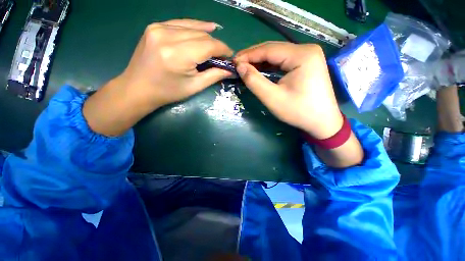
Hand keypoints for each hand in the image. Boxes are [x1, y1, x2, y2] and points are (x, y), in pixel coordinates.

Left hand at [83, 19, 232, 136]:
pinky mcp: (155, 26)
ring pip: (193, 27)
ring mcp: (158, 27)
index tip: (231, 57)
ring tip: (216, 47)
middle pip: (202, 35)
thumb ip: (214, 76)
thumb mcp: (194, 87)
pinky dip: (195, 26)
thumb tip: (230, 70)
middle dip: (216, 45)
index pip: (208, 45)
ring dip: (207, 36)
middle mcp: (167, 35)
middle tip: (222, 56)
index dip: (223, 50)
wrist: (138, 88)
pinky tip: (206, 28)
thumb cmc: (168, 92)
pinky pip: (181, 23)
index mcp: (177, 55)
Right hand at [234, 42, 342, 138]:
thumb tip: (240, 67)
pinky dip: (269, 65)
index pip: (269, 49)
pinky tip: (259, 69)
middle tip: (237, 64)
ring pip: (277, 54)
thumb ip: (254, 81)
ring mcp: (308, 55)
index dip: (249, 55)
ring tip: (245, 67)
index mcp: (302, 55)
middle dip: (253, 57)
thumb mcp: (273, 98)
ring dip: (260, 61)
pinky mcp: (306, 63)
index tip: (233, 62)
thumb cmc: (298, 111)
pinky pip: (283, 61)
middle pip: (273, 49)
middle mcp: (306, 49)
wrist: (322, 122)